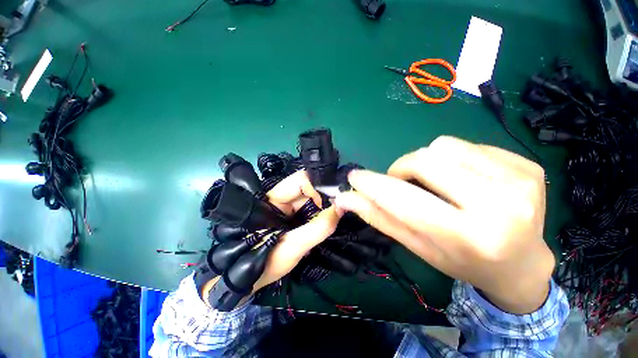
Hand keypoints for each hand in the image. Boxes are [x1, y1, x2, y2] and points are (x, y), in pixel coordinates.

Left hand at [252, 170, 340, 291]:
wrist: (249, 280)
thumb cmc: (264, 263)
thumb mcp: (292, 247)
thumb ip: (316, 229)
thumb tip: (340, 209)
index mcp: (274, 199)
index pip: (300, 180)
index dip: (317, 188)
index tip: (330, 206)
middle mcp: (281, 199)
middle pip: (308, 189)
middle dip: (323, 201)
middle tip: (335, 215)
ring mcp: (287, 208)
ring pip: (311, 200)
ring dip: (322, 211)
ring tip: (328, 225)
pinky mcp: (291, 217)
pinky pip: (309, 211)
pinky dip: (318, 218)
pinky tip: (321, 228)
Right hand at [334, 136, 553, 313]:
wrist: (523, 265)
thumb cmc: (463, 262)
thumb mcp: (417, 245)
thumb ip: (380, 217)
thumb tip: (345, 198)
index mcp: (469, 237)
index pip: (405, 200)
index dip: (373, 184)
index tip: (354, 177)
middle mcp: (500, 207)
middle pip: (425, 160)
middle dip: (401, 168)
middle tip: (401, 182)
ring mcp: (520, 181)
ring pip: (444, 146)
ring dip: (427, 161)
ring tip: (436, 182)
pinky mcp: (528, 165)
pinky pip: (469, 145)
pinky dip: (453, 158)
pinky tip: (463, 178)